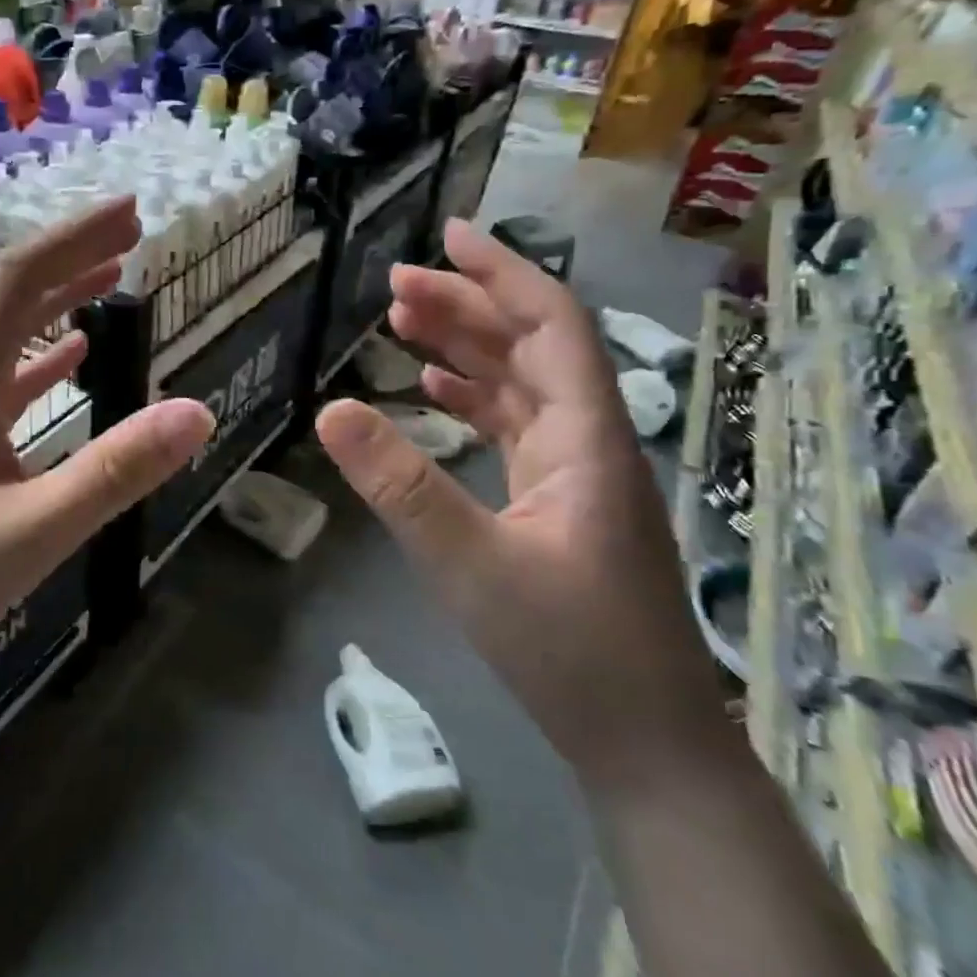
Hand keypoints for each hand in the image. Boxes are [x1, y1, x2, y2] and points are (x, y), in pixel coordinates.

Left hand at [0, 198, 213, 666]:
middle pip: (9, 298)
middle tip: (131, 232)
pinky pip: (0, 385)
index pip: (16, 283)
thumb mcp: (30, 533)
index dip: (72, 239)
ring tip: (110, 278)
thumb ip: (112, 473)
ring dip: (57, 301)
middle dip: (71, 257)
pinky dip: (40, 360)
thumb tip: (196, 412)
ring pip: (4, 339)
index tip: (129, 212)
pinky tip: (70, 358)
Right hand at [316, 220, 731, 787]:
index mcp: (585, 437)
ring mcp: (575, 472)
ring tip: (403, 322)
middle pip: (531, 346)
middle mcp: (587, 440)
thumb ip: (400, 484)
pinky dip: (473, 399)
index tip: (447, 234)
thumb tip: (331, 409)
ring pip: (520, 385)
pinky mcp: (559, 503)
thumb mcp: (468, 563)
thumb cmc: (569, 650)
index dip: (501, 272)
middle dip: (467, 305)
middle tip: (395, 285)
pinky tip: (434, 395)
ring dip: (465, 348)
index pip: (550, 324)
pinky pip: (514, 427)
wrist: (645, 742)